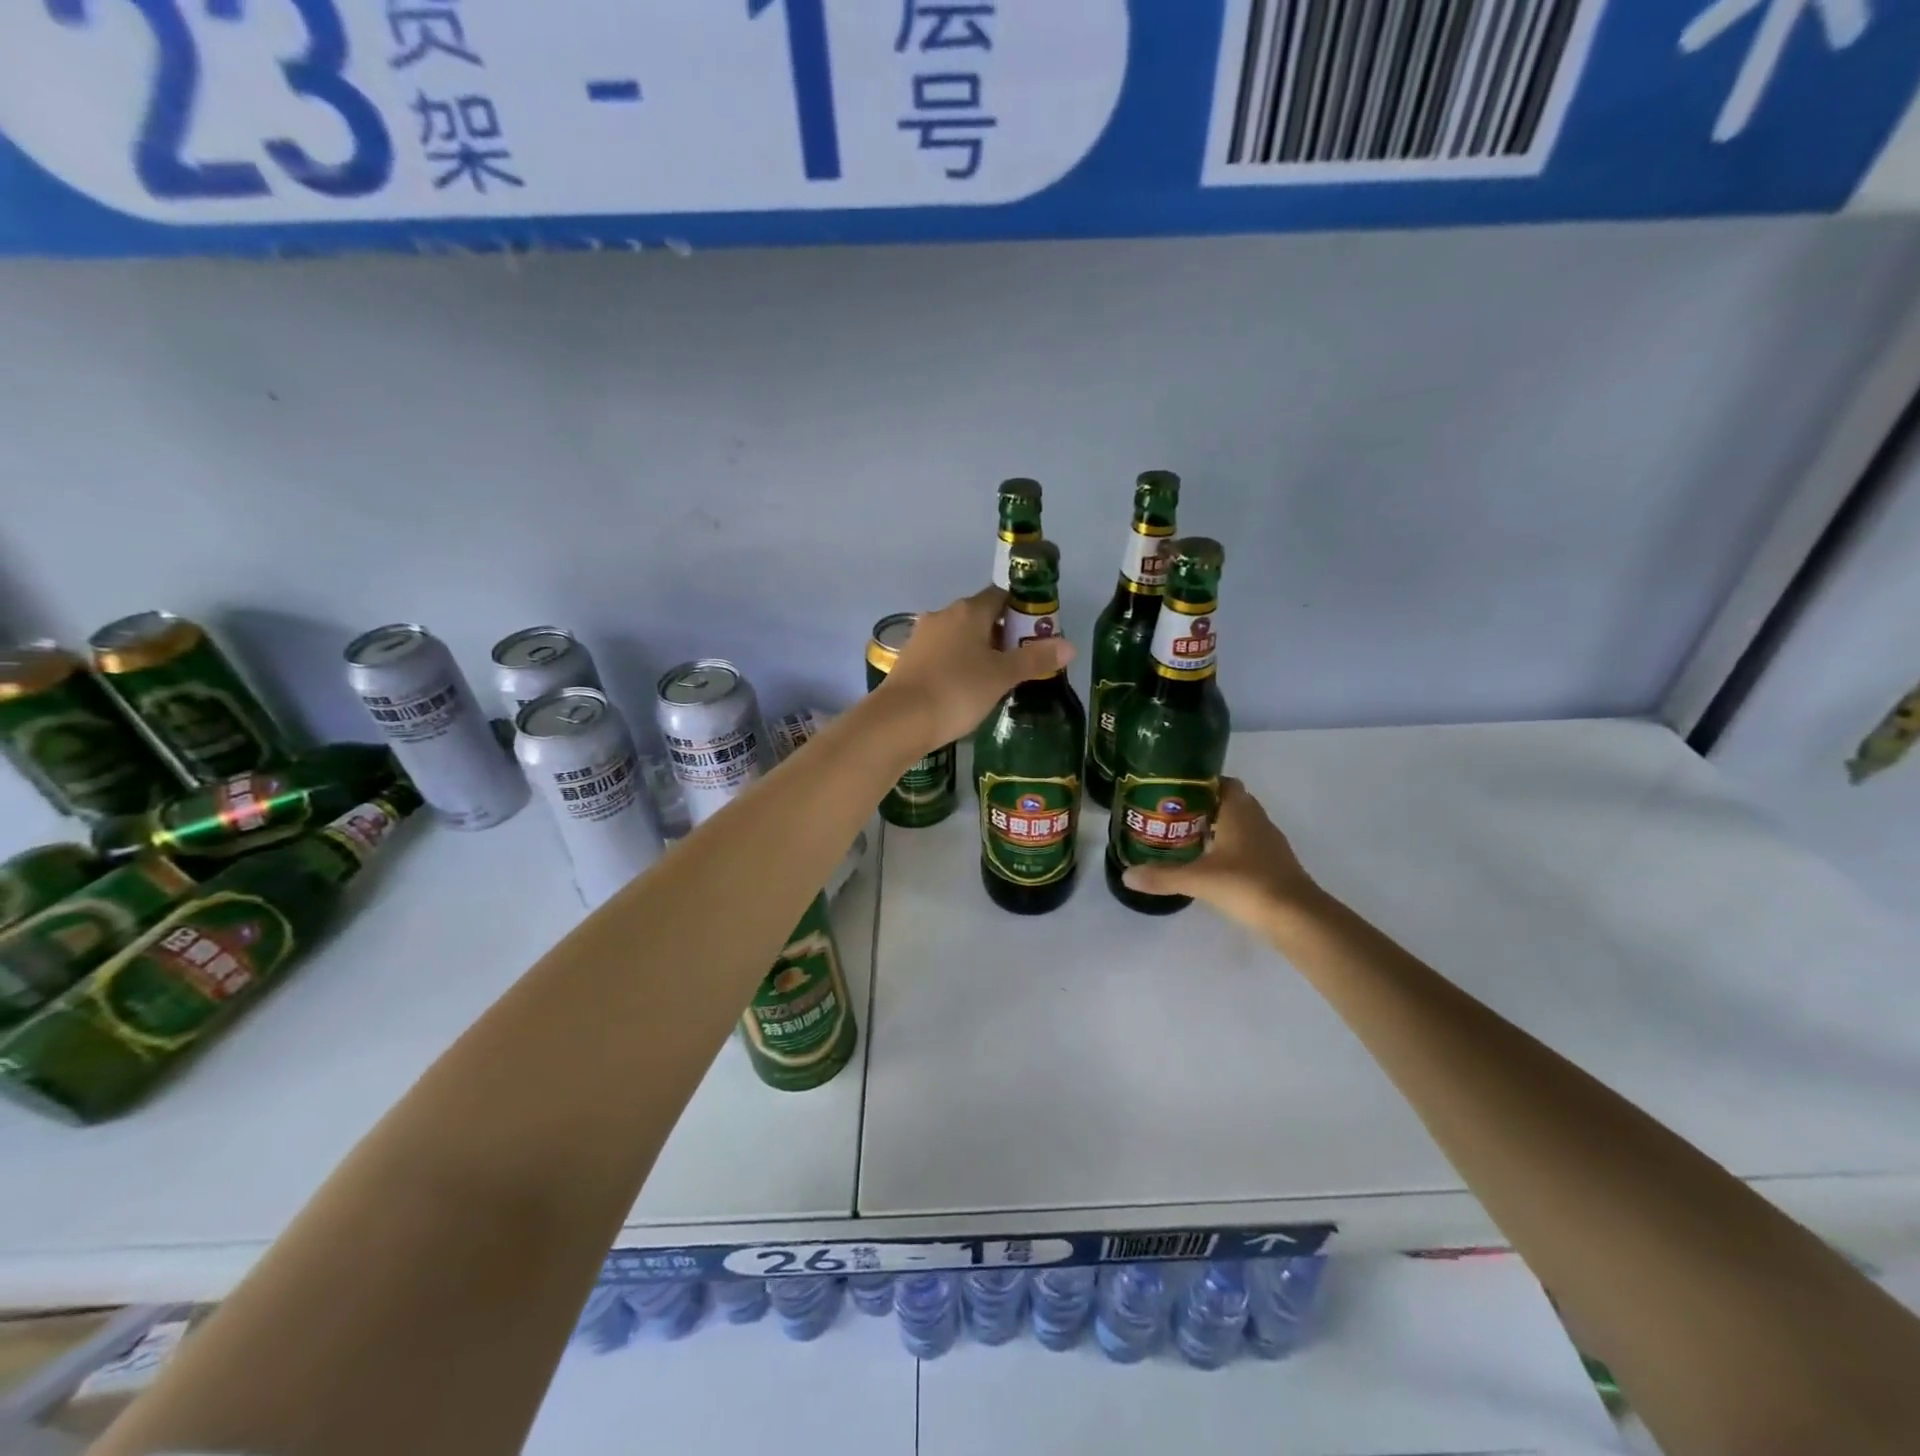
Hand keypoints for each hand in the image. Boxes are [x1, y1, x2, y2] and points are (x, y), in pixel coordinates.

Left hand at [879, 587, 1073, 752]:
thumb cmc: (957, 691)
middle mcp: (942, 616)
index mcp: (968, 611)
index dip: (1022, 611)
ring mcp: (921, 637)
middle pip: (979, 616)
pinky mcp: (908, 661)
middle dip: (1001, 634)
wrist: (899, 720)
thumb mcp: (1002, 676)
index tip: (1036, 634)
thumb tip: (1070, 645)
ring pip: (959, 636)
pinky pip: (941, 655)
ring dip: (977, 650)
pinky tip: (964, 689)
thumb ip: (1034, 659)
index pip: (1001, 596)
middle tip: (1020, 662)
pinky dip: (956, 665)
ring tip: (994, 679)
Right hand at [1121, 778, 1323, 926]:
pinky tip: (1209, 864)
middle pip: (1228, 802)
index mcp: (1239, 811)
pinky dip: (1228, 849)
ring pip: (1239, 825)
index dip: (1199, 783)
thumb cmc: (1247, 885)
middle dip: (1202, 806)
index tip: (1173, 791)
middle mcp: (1256, 820)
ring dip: (1216, 828)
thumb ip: (1162, 876)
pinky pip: (1247, 846)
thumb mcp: (1198, 879)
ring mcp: (1269, 843)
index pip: (1221, 782)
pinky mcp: (1274, 865)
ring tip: (1184, 839)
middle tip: (1171, 816)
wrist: (1298, 919)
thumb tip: (1126, 875)